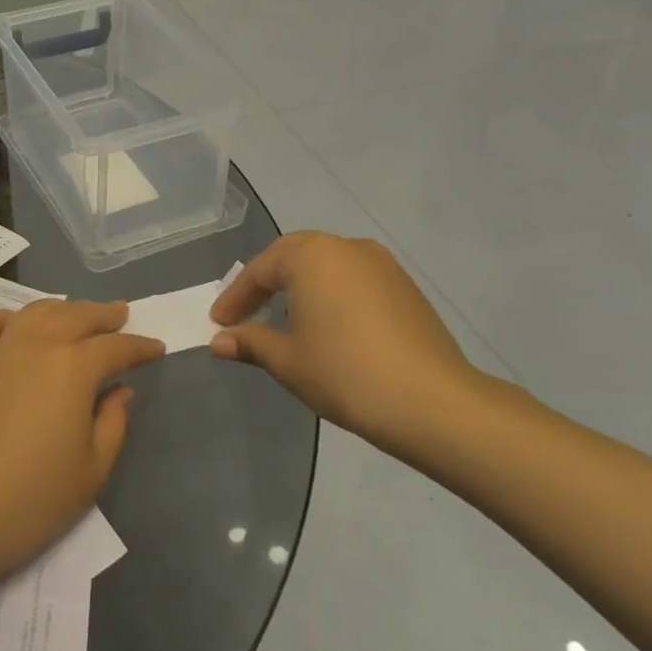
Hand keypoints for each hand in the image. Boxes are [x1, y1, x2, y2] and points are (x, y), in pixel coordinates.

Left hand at [0, 299, 164, 592]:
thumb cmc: (30, 500)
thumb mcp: (91, 471)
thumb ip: (113, 423)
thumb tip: (121, 391)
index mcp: (73, 367)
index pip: (116, 347)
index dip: (140, 347)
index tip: (157, 348)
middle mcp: (36, 344)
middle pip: (76, 316)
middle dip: (104, 314)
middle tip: (122, 314)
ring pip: (35, 311)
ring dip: (62, 307)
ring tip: (77, 314)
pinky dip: (7, 316)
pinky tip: (16, 328)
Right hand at [210, 233, 480, 449]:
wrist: (432, 403)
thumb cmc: (345, 373)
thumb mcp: (287, 360)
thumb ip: (250, 343)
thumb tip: (219, 342)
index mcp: (312, 255)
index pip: (260, 270)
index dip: (235, 298)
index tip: (219, 323)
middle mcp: (347, 247)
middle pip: (293, 257)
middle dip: (266, 284)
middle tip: (246, 313)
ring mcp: (382, 265)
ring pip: (326, 266)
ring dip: (299, 287)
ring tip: (283, 319)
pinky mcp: (405, 288)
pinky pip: (353, 280)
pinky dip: (330, 295)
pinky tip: (326, 326)